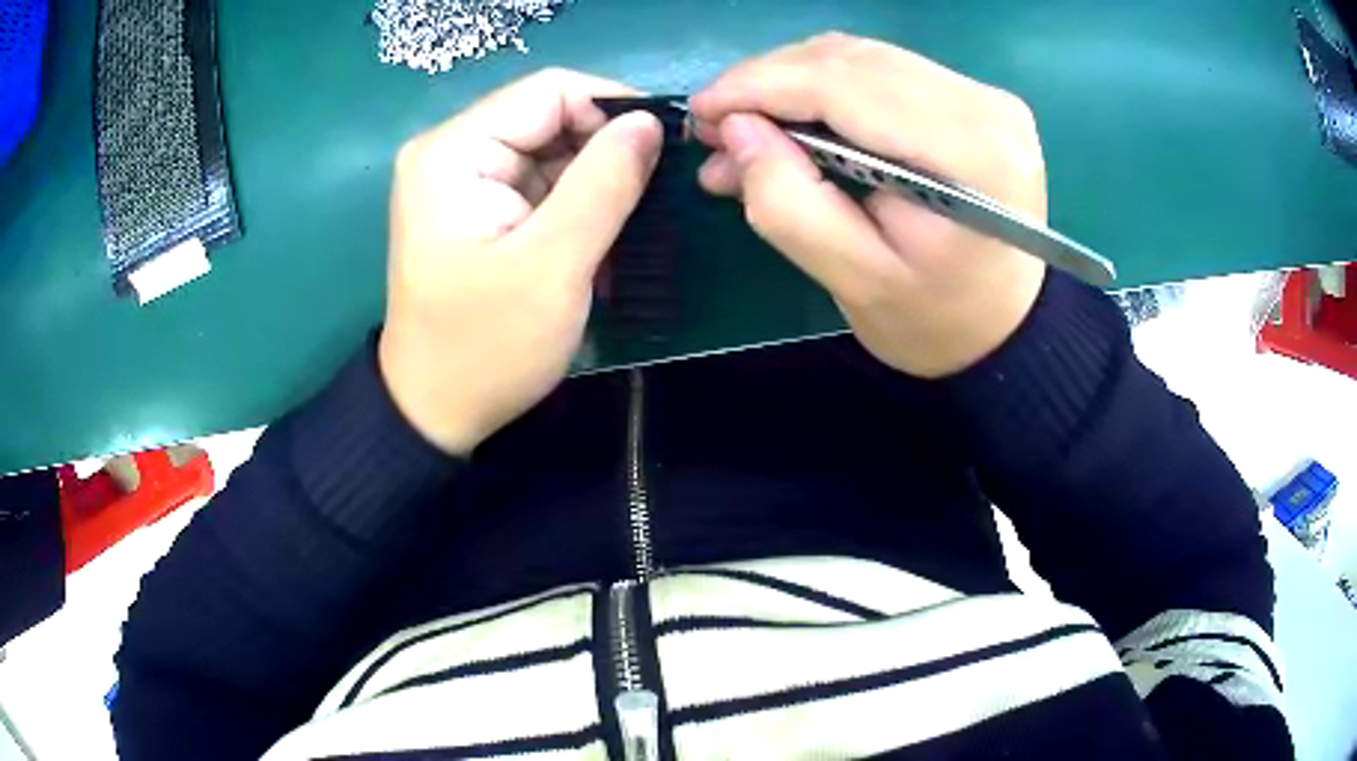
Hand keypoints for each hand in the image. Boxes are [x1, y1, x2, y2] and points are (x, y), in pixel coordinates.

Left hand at [379, 69, 662, 454]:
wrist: (436, 411)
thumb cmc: (486, 347)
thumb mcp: (553, 266)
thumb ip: (604, 184)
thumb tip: (650, 123)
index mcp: (454, 151)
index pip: (550, 91)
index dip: (614, 109)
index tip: (665, 151)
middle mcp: (453, 151)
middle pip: (551, 118)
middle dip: (607, 153)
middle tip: (655, 199)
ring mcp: (463, 179)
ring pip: (553, 152)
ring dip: (597, 185)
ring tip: (630, 229)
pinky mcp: (478, 207)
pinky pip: (542, 184)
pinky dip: (578, 207)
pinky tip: (599, 243)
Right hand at [690, 33, 1048, 378]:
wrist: (1006, 326)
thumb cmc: (937, 320)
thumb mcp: (855, 281)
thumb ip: (788, 204)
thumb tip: (736, 128)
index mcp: (971, 152)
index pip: (846, 85)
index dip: (760, 86)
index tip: (701, 111)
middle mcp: (985, 104)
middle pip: (851, 60)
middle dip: (768, 83)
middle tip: (714, 128)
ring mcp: (983, 94)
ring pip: (861, 57)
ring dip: (791, 83)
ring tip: (746, 131)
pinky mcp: (973, 96)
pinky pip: (880, 70)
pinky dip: (825, 88)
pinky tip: (794, 121)